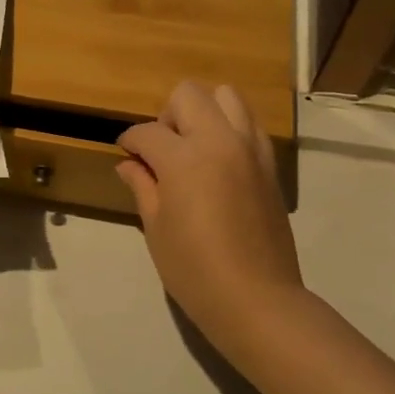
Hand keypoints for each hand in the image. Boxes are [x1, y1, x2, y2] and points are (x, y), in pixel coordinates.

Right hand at [117, 82, 303, 360]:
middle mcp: (220, 141)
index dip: (129, 141)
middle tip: (161, 151)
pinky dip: (230, 129)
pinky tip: (219, 162)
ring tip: (193, 148)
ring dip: (204, 112)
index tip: (125, 153)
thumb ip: (143, 186)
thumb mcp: (157, 228)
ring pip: (227, 96)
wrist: (256, 298)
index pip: (147, 132)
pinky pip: (249, 124)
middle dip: (167, 116)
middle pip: (189, 95)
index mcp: (185, 159)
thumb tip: (128, 164)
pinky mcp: (270, 165)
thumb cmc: (194, 270)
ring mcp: (251, 149)